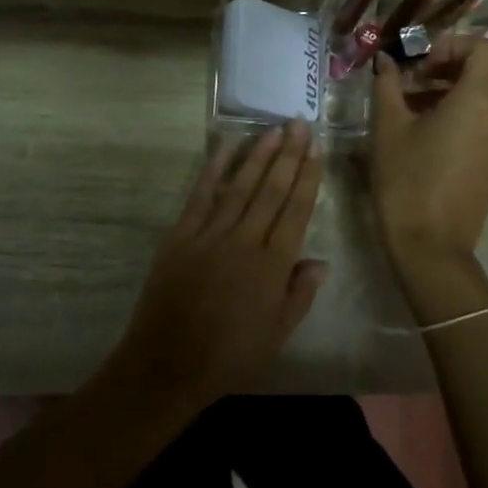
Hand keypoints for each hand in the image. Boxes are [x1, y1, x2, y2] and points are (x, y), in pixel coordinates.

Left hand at [115, 122, 326, 409]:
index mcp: (273, 266)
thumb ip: (300, 295)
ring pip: (241, 186)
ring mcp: (210, 234)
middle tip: (299, 123)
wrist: (167, 364)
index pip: (296, 211)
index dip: (307, 177)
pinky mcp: (181, 235)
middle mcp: (245, 241)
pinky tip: (225, 146)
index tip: (316, 149)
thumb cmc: (229, 355)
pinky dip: (214, 168)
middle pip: (272, 190)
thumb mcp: (277, 334)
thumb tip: (320, 261)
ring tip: (273, 129)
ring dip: (258, 154)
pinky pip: (201, 195)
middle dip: (288, 154)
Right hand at [369, 40, 487, 273]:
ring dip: (451, 94)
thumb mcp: (388, 127)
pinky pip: (485, 125)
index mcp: (479, 100)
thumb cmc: (406, 180)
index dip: (452, 45)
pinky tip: (427, 137)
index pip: (484, 48)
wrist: (430, 246)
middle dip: (446, 69)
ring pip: (484, 100)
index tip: (420, 65)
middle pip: (484, 73)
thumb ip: (388, 85)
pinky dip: (461, 117)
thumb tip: (385, 61)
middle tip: (409, 85)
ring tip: (412, 111)